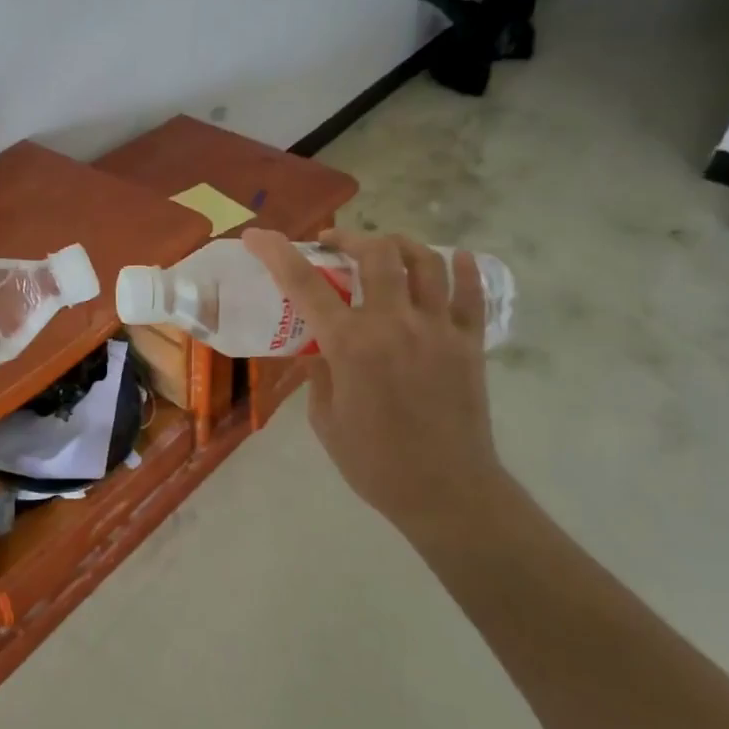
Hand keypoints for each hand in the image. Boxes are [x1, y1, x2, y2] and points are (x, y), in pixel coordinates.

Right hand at [242, 228, 509, 533]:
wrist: (447, 493)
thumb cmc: (375, 463)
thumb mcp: (325, 420)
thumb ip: (318, 373)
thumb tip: (320, 347)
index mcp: (351, 345)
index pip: (304, 284)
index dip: (276, 253)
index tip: (258, 235)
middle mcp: (395, 325)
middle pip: (376, 254)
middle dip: (349, 238)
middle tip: (333, 244)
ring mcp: (438, 330)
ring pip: (425, 262)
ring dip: (400, 245)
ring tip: (384, 249)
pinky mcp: (470, 343)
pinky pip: (470, 293)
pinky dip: (463, 269)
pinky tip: (455, 259)